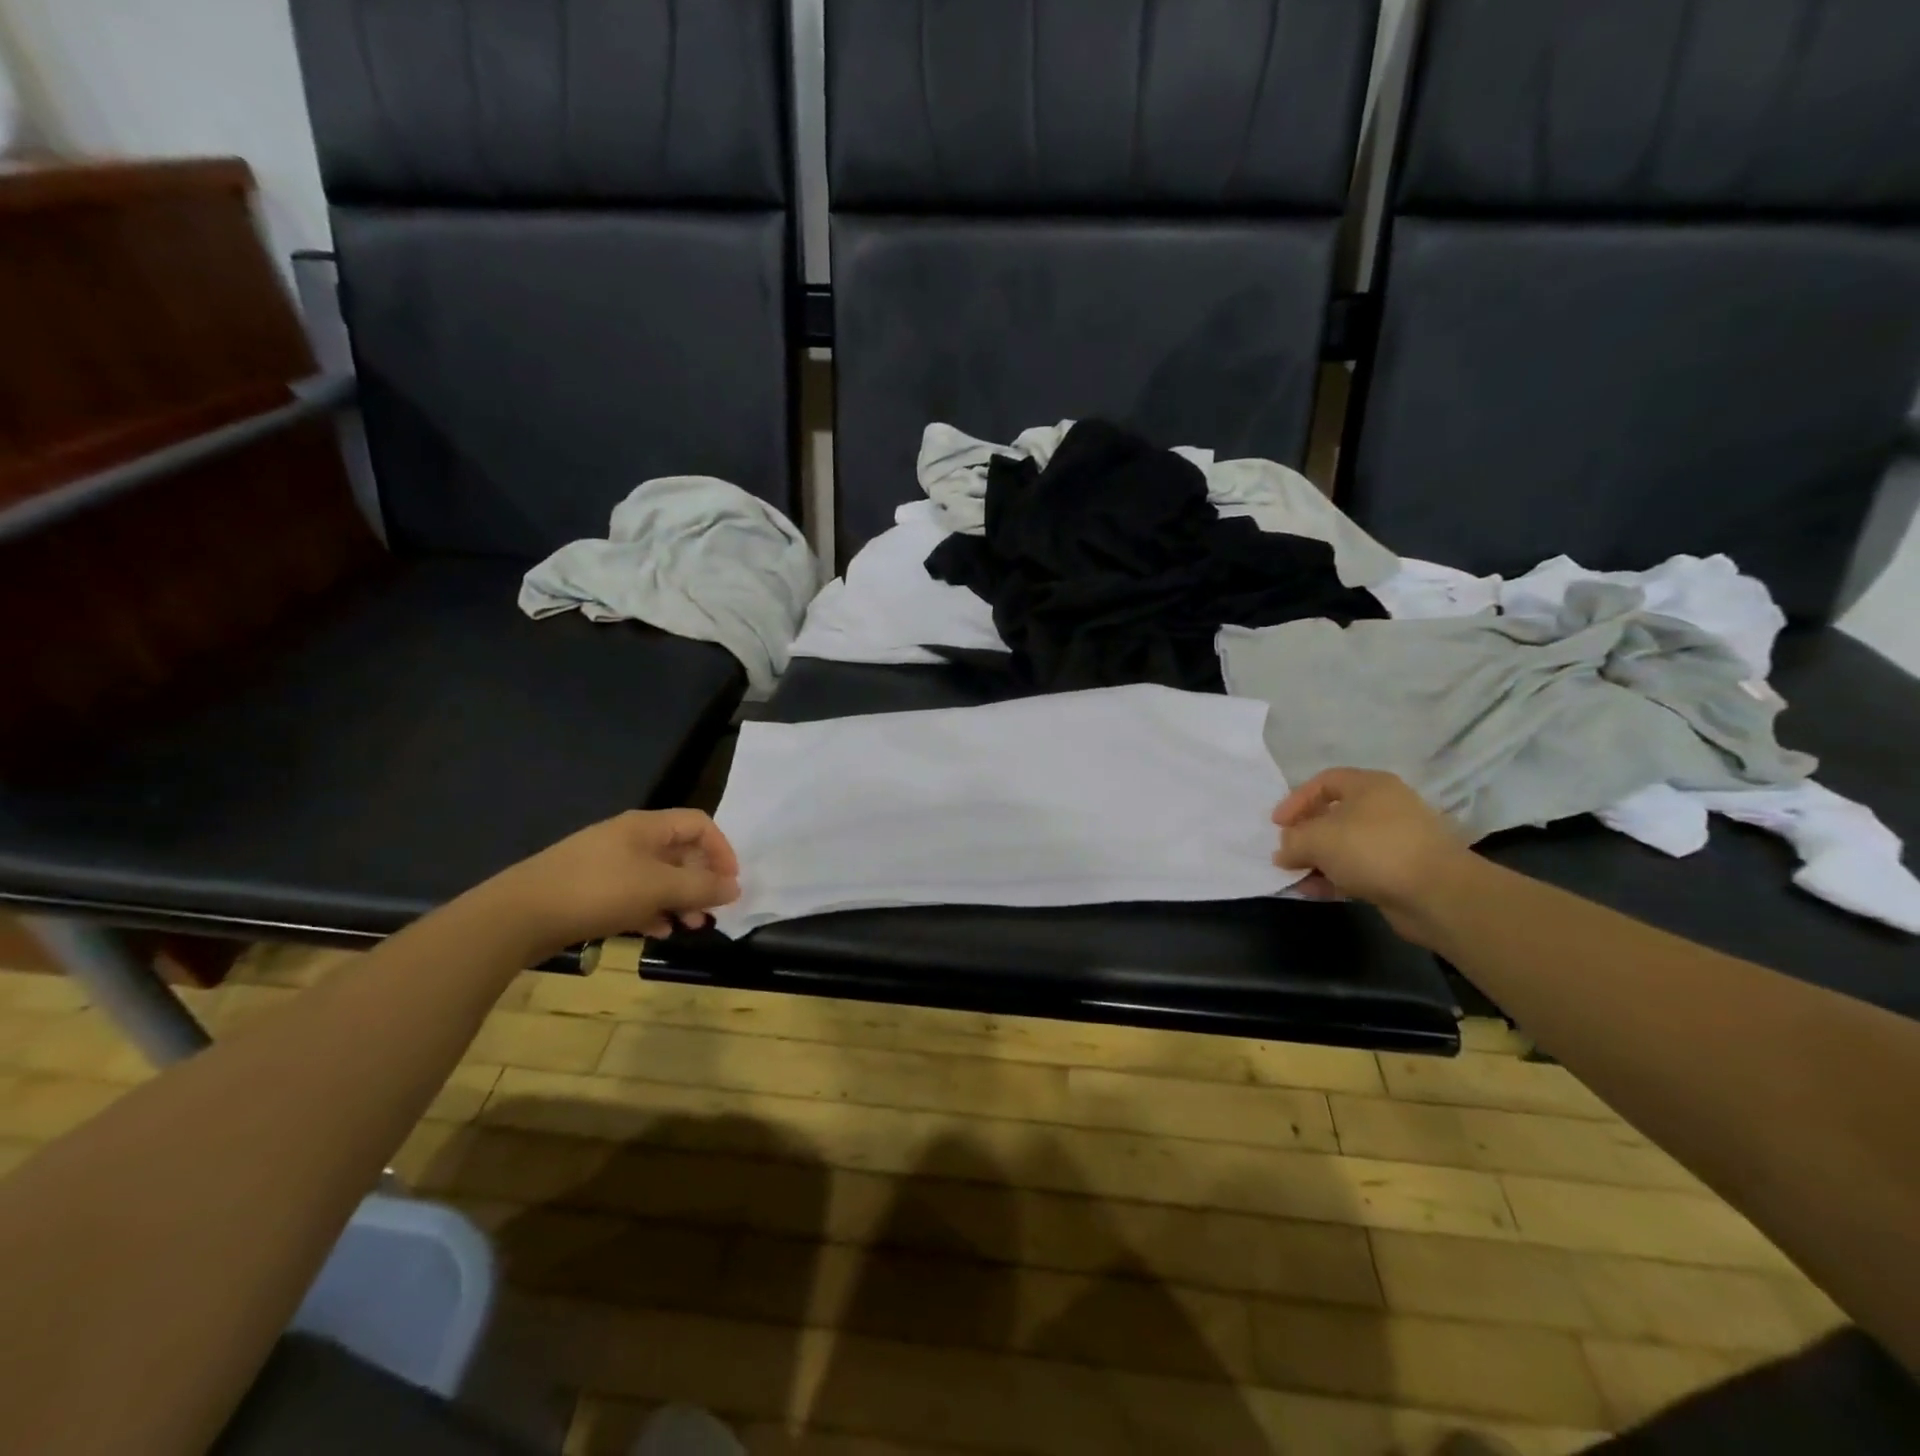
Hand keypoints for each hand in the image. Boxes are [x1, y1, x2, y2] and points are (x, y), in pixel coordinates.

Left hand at [483, 809, 741, 957]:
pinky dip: (651, 909)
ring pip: (657, 876)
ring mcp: (606, 864)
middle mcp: (629, 838)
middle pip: (679, 851)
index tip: (730, 882)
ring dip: (678, 899)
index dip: (721, 849)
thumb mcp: (657, 888)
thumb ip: (700, 887)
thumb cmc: (597, 891)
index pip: (699, 823)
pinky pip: (633, 894)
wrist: (517, 916)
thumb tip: (735, 887)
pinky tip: (655, 930)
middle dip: (701, 880)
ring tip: (688, 925)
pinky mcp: (589, 889)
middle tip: (711, 910)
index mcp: (646, 826)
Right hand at [1273, 769, 1477, 944]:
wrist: (1437, 894)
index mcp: (1369, 785)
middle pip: (1334, 814)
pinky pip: (1359, 868)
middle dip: (1305, 834)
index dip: (1296, 800)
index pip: (1324, 782)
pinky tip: (1316, 891)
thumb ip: (1292, 841)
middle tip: (1285, 851)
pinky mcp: (1402, 871)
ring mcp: (1397, 839)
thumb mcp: (1317, 839)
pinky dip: (1336, 877)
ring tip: (1296, 876)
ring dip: (1318, 860)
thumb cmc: (1372, 850)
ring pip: (1345, 844)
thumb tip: (1284, 850)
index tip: (1277, 825)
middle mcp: (1385, 807)